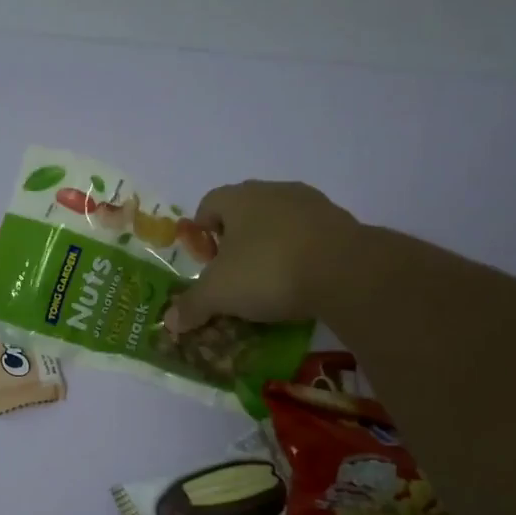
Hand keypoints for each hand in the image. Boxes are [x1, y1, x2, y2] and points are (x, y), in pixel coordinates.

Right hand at [163, 181, 358, 333]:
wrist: (347, 272)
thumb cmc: (268, 271)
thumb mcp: (219, 294)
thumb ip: (192, 306)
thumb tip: (169, 322)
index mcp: (238, 198)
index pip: (208, 204)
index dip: (201, 233)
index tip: (206, 262)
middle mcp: (274, 192)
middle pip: (245, 212)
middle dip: (236, 241)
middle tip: (234, 274)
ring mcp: (312, 204)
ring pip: (280, 223)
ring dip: (271, 246)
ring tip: (269, 282)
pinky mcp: (343, 223)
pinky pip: (310, 237)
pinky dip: (301, 255)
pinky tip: (301, 283)